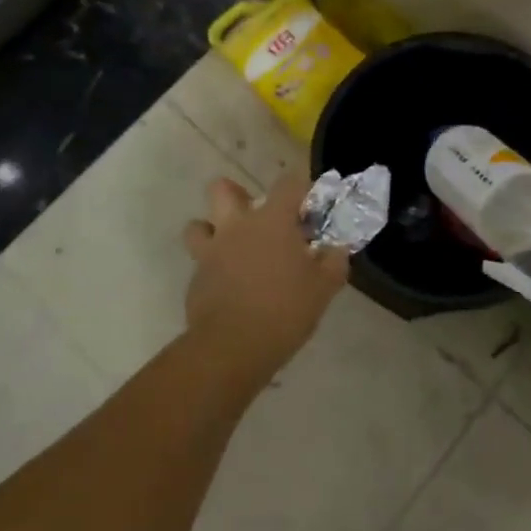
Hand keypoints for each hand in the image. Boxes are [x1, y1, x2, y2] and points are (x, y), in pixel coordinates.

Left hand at [182, 169, 347, 374]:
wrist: (232, 348)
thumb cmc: (284, 310)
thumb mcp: (324, 288)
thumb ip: (334, 262)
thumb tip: (336, 249)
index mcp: (272, 220)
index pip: (288, 182)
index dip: (300, 189)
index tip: (309, 209)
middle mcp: (237, 226)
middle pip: (223, 189)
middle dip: (237, 194)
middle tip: (257, 217)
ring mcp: (211, 251)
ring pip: (198, 225)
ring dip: (212, 230)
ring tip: (231, 248)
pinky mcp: (195, 279)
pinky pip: (200, 262)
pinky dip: (212, 268)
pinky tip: (228, 286)